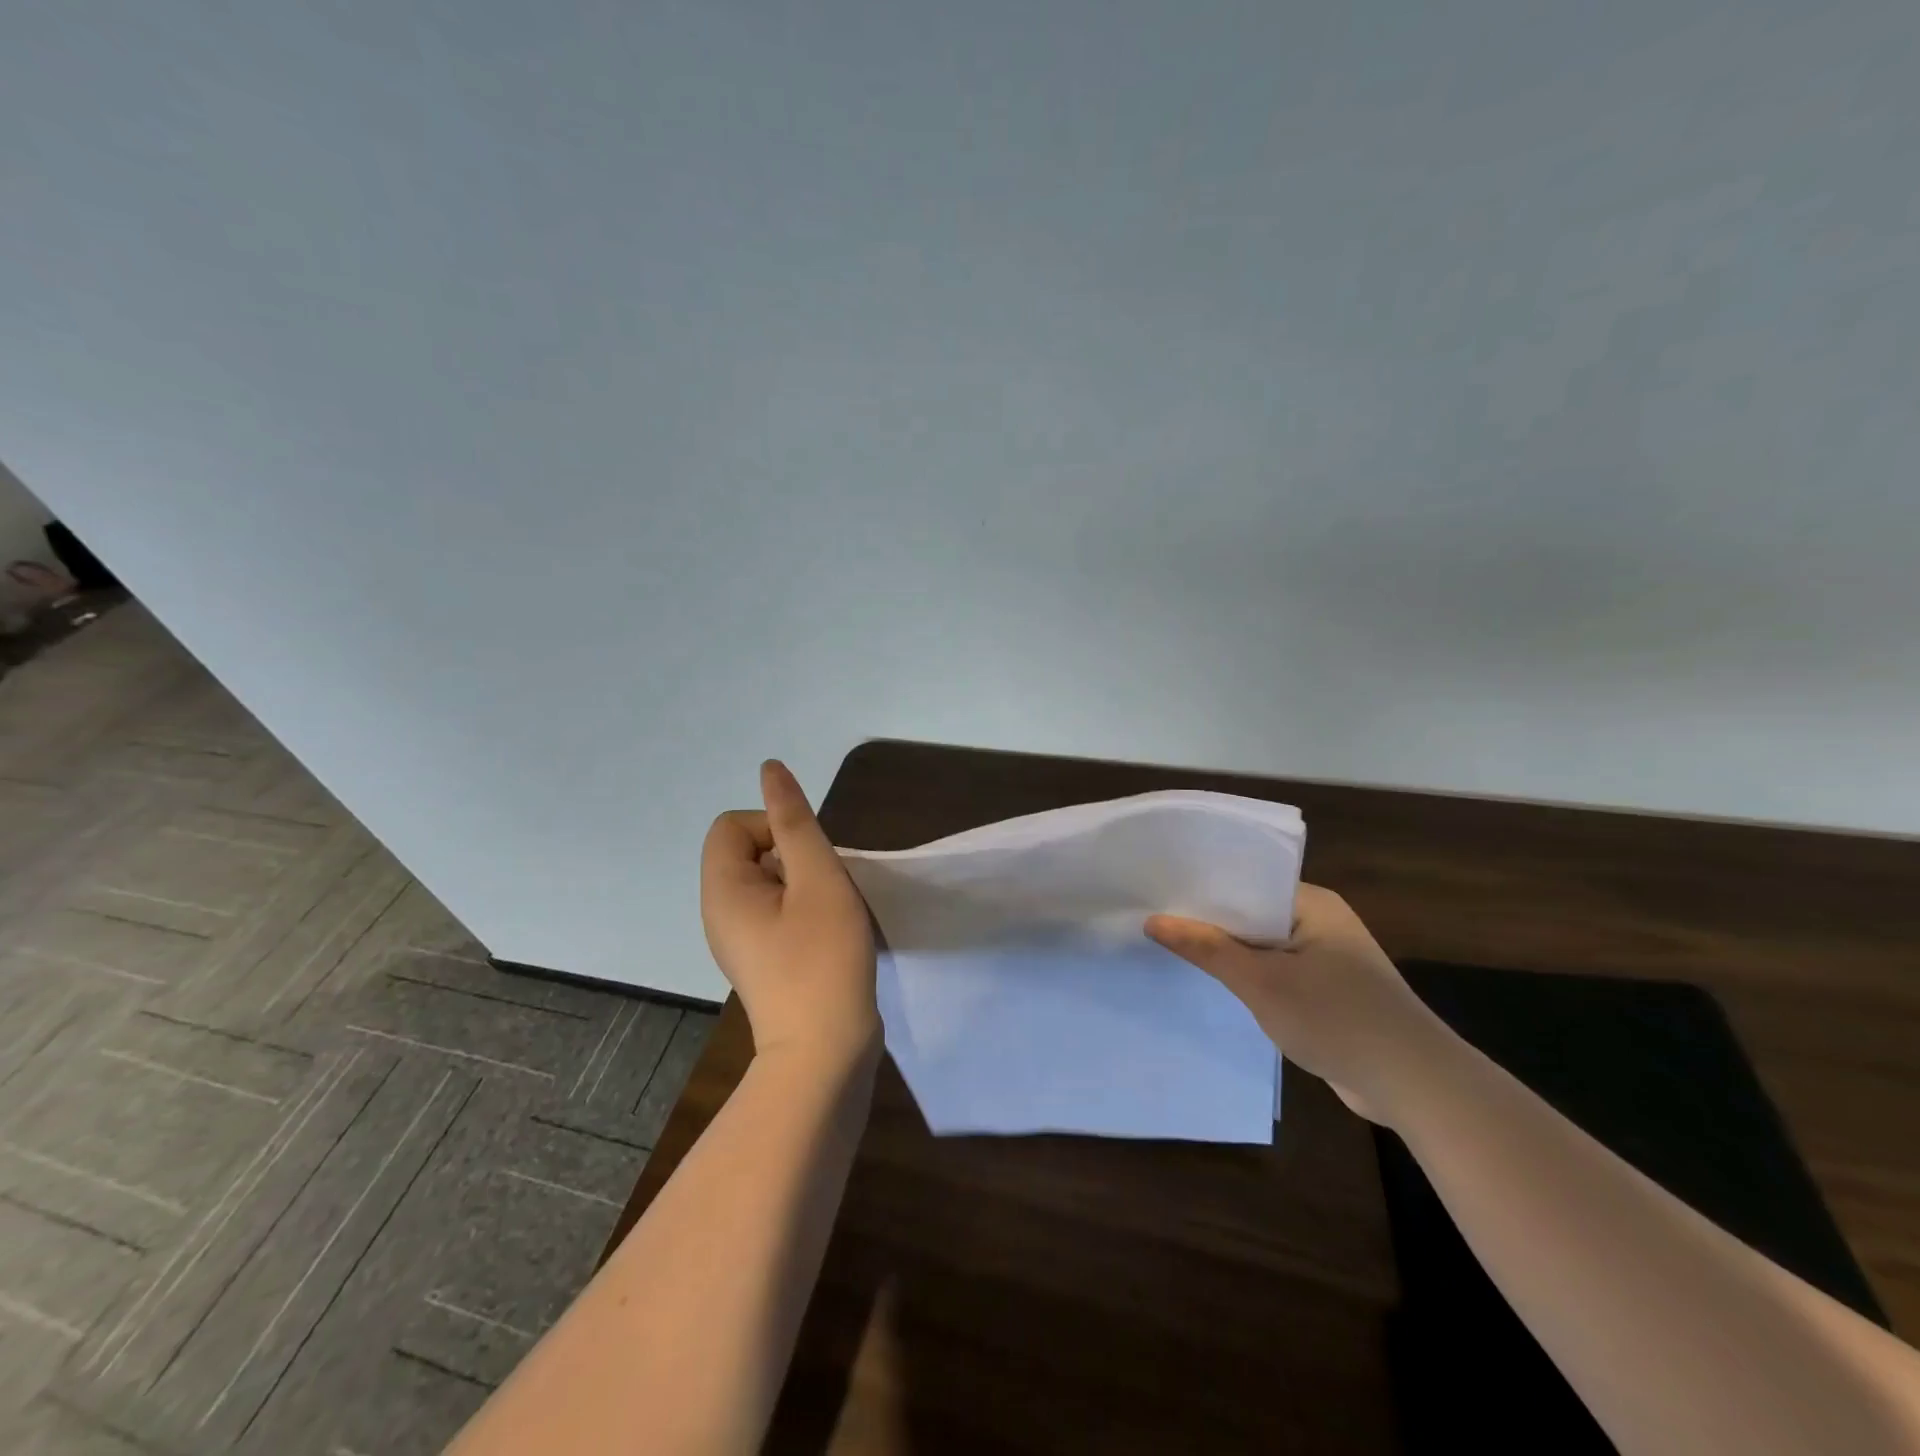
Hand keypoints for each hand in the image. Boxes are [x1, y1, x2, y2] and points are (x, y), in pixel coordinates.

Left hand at [701, 760, 877, 1065]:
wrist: (825, 1053)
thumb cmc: (823, 959)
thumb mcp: (818, 879)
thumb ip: (795, 820)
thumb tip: (770, 769)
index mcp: (722, 890)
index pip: (733, 825)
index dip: (774, 827)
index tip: (809, 861)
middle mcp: (719, 912)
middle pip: (748, 850)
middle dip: (792, 855)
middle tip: (824, 889)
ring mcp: (738, 940)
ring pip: (766, 881)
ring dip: (802, 883)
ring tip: (829, 912)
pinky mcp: (760, 959)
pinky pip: (773, 911)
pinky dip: (801, 909)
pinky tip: (827, 934)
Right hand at [1146, 885, 1455, 1124]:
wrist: (1416, 1087)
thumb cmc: (1338, 1019)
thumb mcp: (1261, 982)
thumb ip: (1206, 948)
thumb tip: (1153, 920)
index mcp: (1312, 903)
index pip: (1246, 881)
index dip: (1201, 887)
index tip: (1156, 892)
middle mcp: (1322, 922)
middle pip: (1251, 913)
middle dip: (1208, 921)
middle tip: (1152, 919)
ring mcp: (1328, 958)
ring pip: (1263, 946)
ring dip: (1228, 953)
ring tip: (1171, 948)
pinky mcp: (1330, 992)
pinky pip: (1278, 972)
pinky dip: (1250, 978)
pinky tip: (1214, 984)